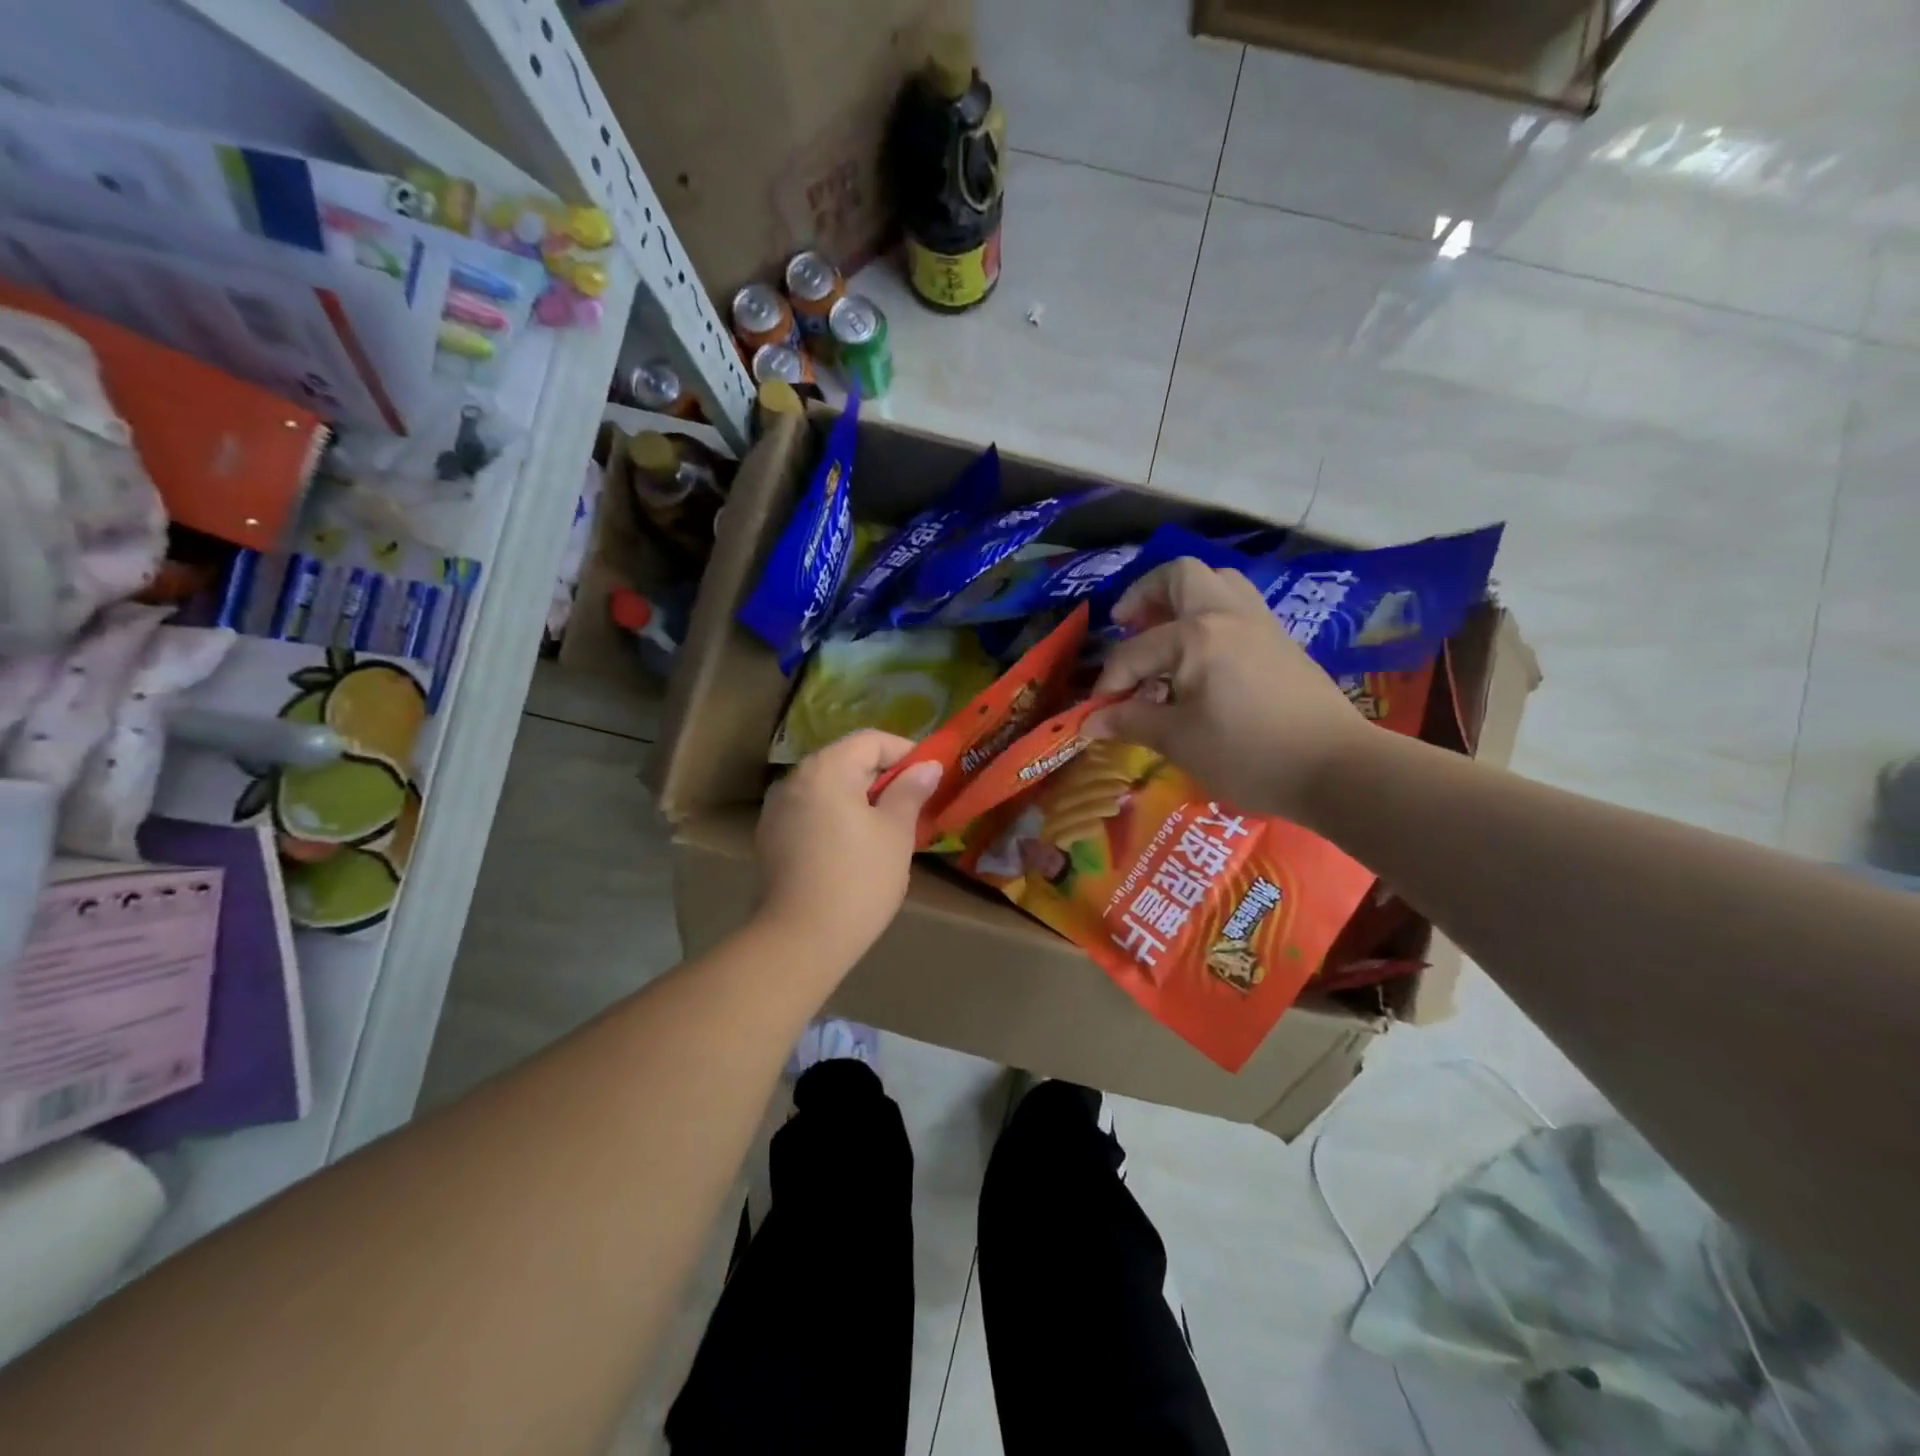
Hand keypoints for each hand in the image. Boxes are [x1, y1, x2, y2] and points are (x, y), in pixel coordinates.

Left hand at [755, 730, 941, 964]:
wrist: (800, 940)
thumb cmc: (858, 880)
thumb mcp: (896, 832)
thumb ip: (911, 791)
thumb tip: (928, 766)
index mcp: (826, 768)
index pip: (871, 740)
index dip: (905, 752)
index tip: (930, 778)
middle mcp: (795, 778)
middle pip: (846, 760)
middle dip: (883, 777)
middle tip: (913, 805)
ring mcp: (777, 809)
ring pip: (828, 788)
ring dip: (859, 798)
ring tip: (886, 829)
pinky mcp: (770, 838)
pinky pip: (812, 812)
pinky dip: (836, 817)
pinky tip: (853, 849)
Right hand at [1085, 558, 1370, 822]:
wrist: (1337, 768)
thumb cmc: (1249, 753)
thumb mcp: (1179, 741)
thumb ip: (1132, 722)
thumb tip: (1090, 721)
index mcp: (1196, 635)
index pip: (1134, 651)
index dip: (1109, 682)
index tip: (1098, 712)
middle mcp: (1227, 614)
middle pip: (1181, 575)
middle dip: (1146, 595)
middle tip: (1127, 624)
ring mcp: (1260, 623)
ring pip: (1217, 583)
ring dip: (1184, 598)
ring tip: (1165, 631)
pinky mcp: (1282, 641)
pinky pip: (1238, 606)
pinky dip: (1211, 615)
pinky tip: (1203, 655)